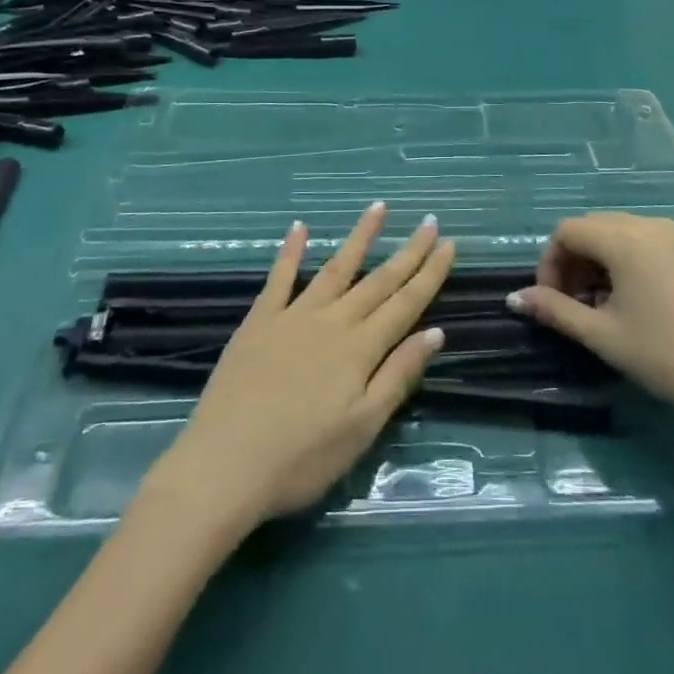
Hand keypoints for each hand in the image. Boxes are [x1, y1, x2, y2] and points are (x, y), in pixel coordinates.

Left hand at [147, 203, 453, 531]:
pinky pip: (279, 278)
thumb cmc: (301, 459)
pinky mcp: (259, 321)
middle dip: (408, 251)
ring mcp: (293, 316)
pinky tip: (299, 227)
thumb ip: (398, 376)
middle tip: (429, 222)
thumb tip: (435, 332)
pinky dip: (290, 251)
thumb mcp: (362, 428)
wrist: (224, 466)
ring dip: (359, 237)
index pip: (405, 303)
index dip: (430, 273)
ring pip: (336, 268)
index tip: (448, 244)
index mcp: (361, 349)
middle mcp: (332, 321)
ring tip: (378, 207)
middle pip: (378, 280)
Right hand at [507, 212, 673, 447]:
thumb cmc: (666, 355)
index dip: (549, 263)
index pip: (566, 231)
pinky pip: (642, 243)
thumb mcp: (602, 335)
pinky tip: (629, 302)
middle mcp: (648, 225)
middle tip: (570, 305)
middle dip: (571, 262)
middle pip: (591, 228)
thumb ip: (555, 310)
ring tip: (597, 307)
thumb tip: (514, 298)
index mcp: (623, 238)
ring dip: (596, 263)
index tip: (550, 302)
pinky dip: (622, 263)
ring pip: (617, 235)